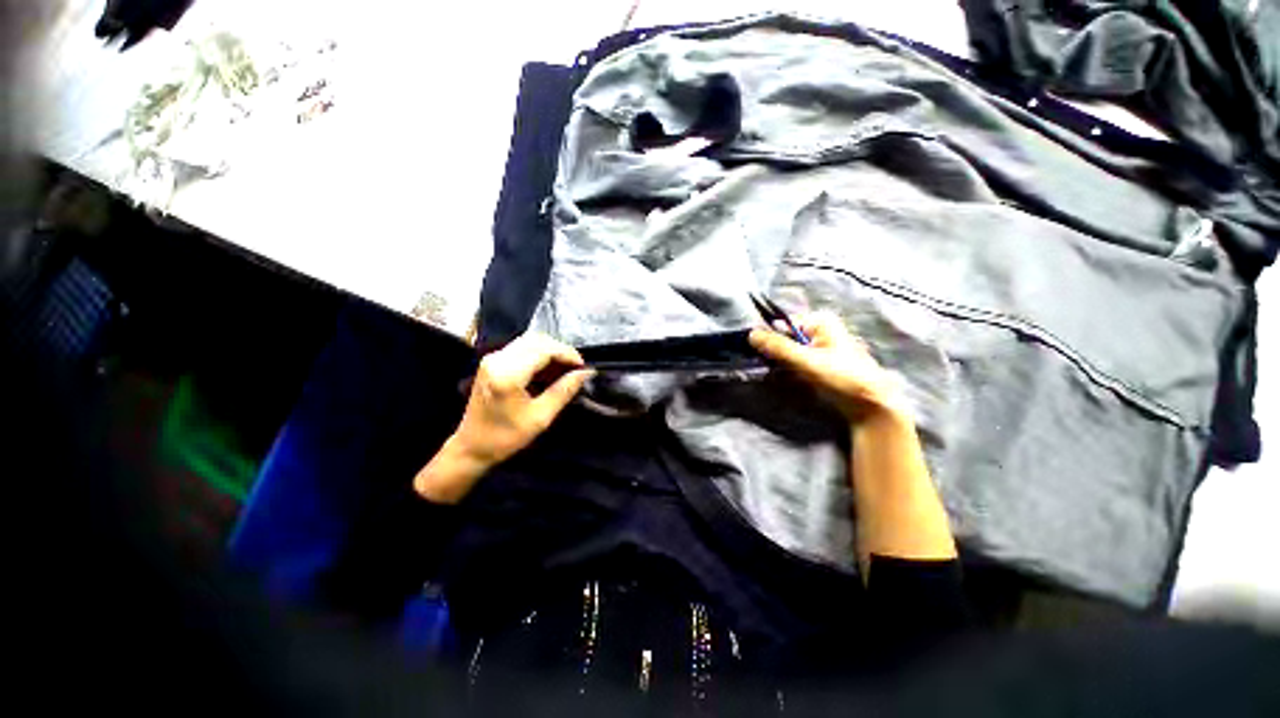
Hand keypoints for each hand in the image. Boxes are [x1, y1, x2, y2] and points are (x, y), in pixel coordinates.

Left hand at [414, 332, 593, 502]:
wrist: (471, 447)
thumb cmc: (506, 437)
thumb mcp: (541, 417)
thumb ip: (564, 390)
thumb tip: (586, 372)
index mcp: (508, 374)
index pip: (545, 350)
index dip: (567, 354)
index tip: (583, 367)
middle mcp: (498, 359)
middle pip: (537, 340)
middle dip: (560, 350)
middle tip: (575, 367)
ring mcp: (492, 358)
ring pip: (529, 340)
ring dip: (550, 350)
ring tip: (565, 367)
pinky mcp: (491, 361)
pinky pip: (521, 347)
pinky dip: (539, 352)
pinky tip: (548, 367)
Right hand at [749, 312, 906, 422]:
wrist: (870, 405)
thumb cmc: (843, 377)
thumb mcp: (807, 360)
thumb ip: (778, 347)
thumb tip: (750, 334)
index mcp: (820, 321)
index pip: (782, 324)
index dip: (767, 337)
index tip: (754, 352)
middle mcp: (819, 329)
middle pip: (784, 337)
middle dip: (773, 350)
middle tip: (762, 365)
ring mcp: (819, 347)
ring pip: (788, 350)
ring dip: (778, 361)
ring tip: (772, 372)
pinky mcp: (818, 363)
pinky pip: (794, 360)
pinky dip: (787, 368)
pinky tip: (783, 377)